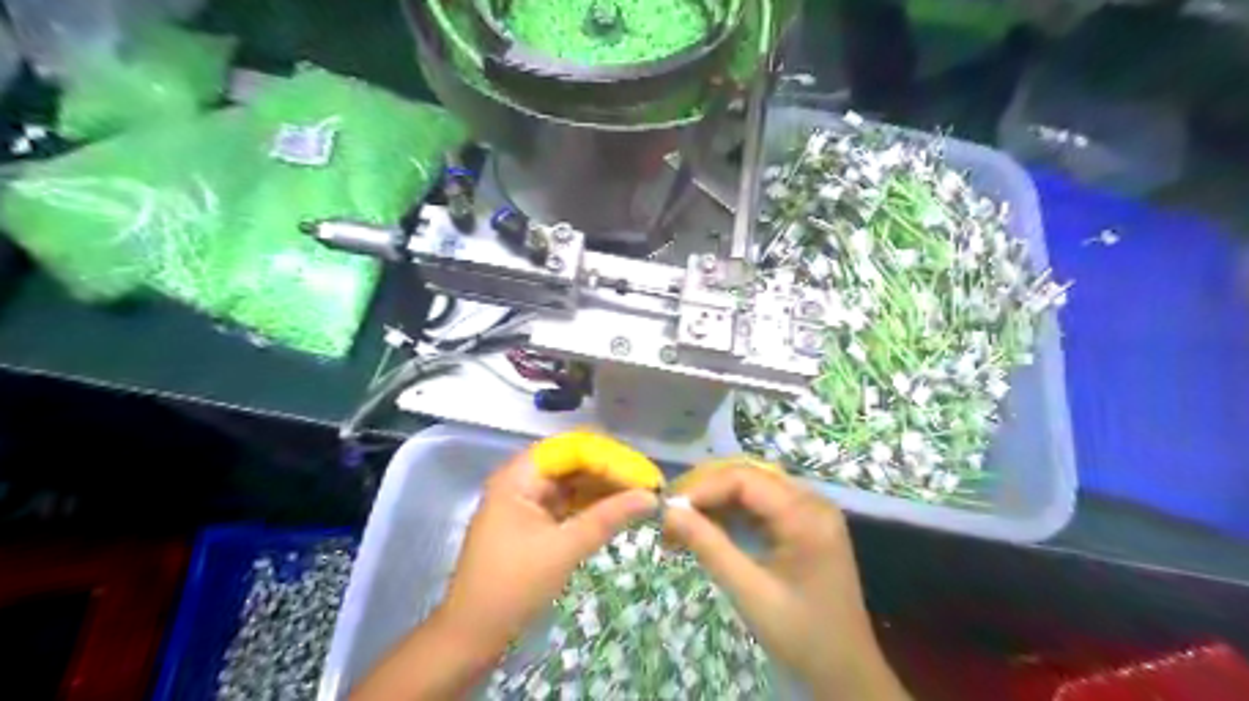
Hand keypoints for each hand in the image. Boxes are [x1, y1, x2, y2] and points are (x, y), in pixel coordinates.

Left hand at [438, 446, 655, 648]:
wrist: (472, 636)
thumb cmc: (513, 587)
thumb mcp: (564, 549)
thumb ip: (608, 517)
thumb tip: (651, 496)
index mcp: (519, 476)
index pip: (573, 449)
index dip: (611, 458)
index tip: (644, 474)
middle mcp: (521, 481)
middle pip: (573, 463)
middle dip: (610, 471)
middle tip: (648, 486)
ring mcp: (526, 502)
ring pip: (572, 483)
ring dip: (604, 489)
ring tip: (640, 497)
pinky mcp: (532, 524)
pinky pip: (567, 504)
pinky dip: (591, 506)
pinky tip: (617, 511)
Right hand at [662, 462, 909, 699]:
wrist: (845, 671)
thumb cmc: (801, 636)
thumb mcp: (750, 593)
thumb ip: (709, 546)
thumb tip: (668, 511)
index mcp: (806, 515)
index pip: (745, 479)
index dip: (703, 488)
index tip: (668, 510)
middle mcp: (811, 501)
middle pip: (748, 477)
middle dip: (705, 493)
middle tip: (669, 517)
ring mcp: (809, 511)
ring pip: (751, 488)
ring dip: (714, 502)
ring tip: (680, 525)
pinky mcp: (803, 523)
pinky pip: (760, 505)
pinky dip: (730, 514)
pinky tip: (706, 529)